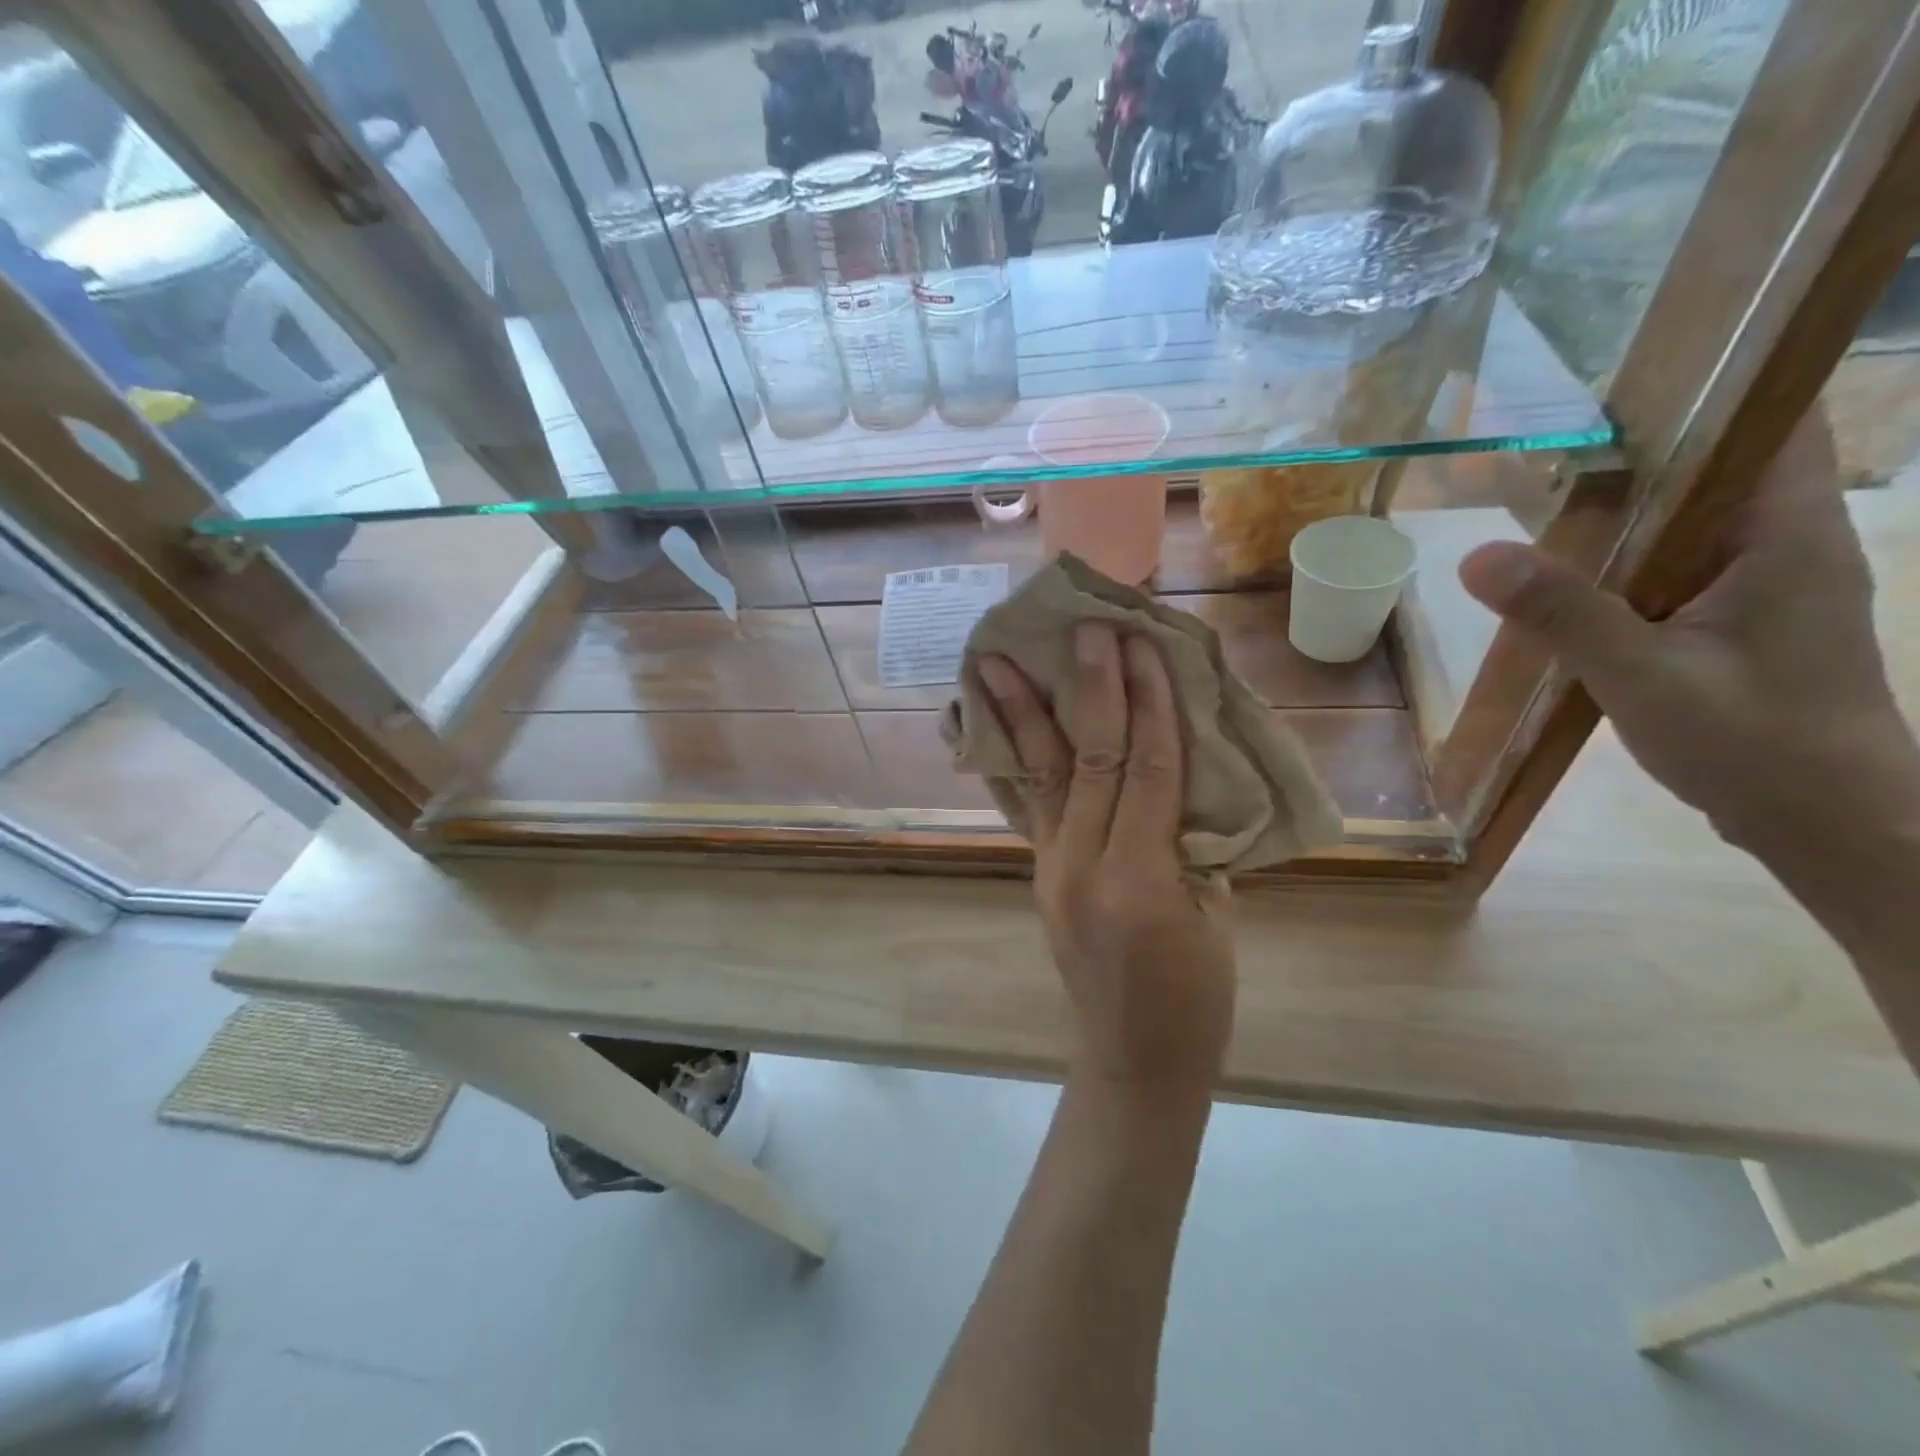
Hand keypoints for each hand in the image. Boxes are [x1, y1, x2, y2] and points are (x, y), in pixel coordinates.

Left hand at [972, 623, 1234, 1093]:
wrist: (1133, 1059)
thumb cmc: (1194, 999)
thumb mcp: (1216, 917)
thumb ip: (1194, 840)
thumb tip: (1178, 775)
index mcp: (1140, 880)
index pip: (1146, 769)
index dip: (1149, 702)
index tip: (1142, 643)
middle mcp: (1080, 865)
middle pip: (1089, 758)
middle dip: (1090, 687)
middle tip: (1081, 627)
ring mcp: (1050, 868)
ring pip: (1038, 774)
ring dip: (1019, 711)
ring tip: (989, 659)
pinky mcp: (1040, 872)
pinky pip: (1029, 803)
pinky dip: (1013, 757)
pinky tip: (993, 723)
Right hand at [1457, 412, 1919, 851]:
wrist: (1826, 822)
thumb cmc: (1754, 743)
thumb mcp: (1643, 677)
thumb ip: (1564, 614)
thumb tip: (1476, 556)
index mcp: (1785, 533)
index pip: (1772, 419)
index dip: (1709, 383)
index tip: (1620, 373)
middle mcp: (1782, 541)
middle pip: (1717, 463)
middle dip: (1638, 444)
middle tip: (1542, 432)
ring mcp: (1760, 582)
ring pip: (1689, 517)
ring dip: (1623, 504)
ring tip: (1535, 491)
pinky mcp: (1734, 618)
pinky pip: (1674, 563)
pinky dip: (1622, 555)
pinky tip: (1564, 571)